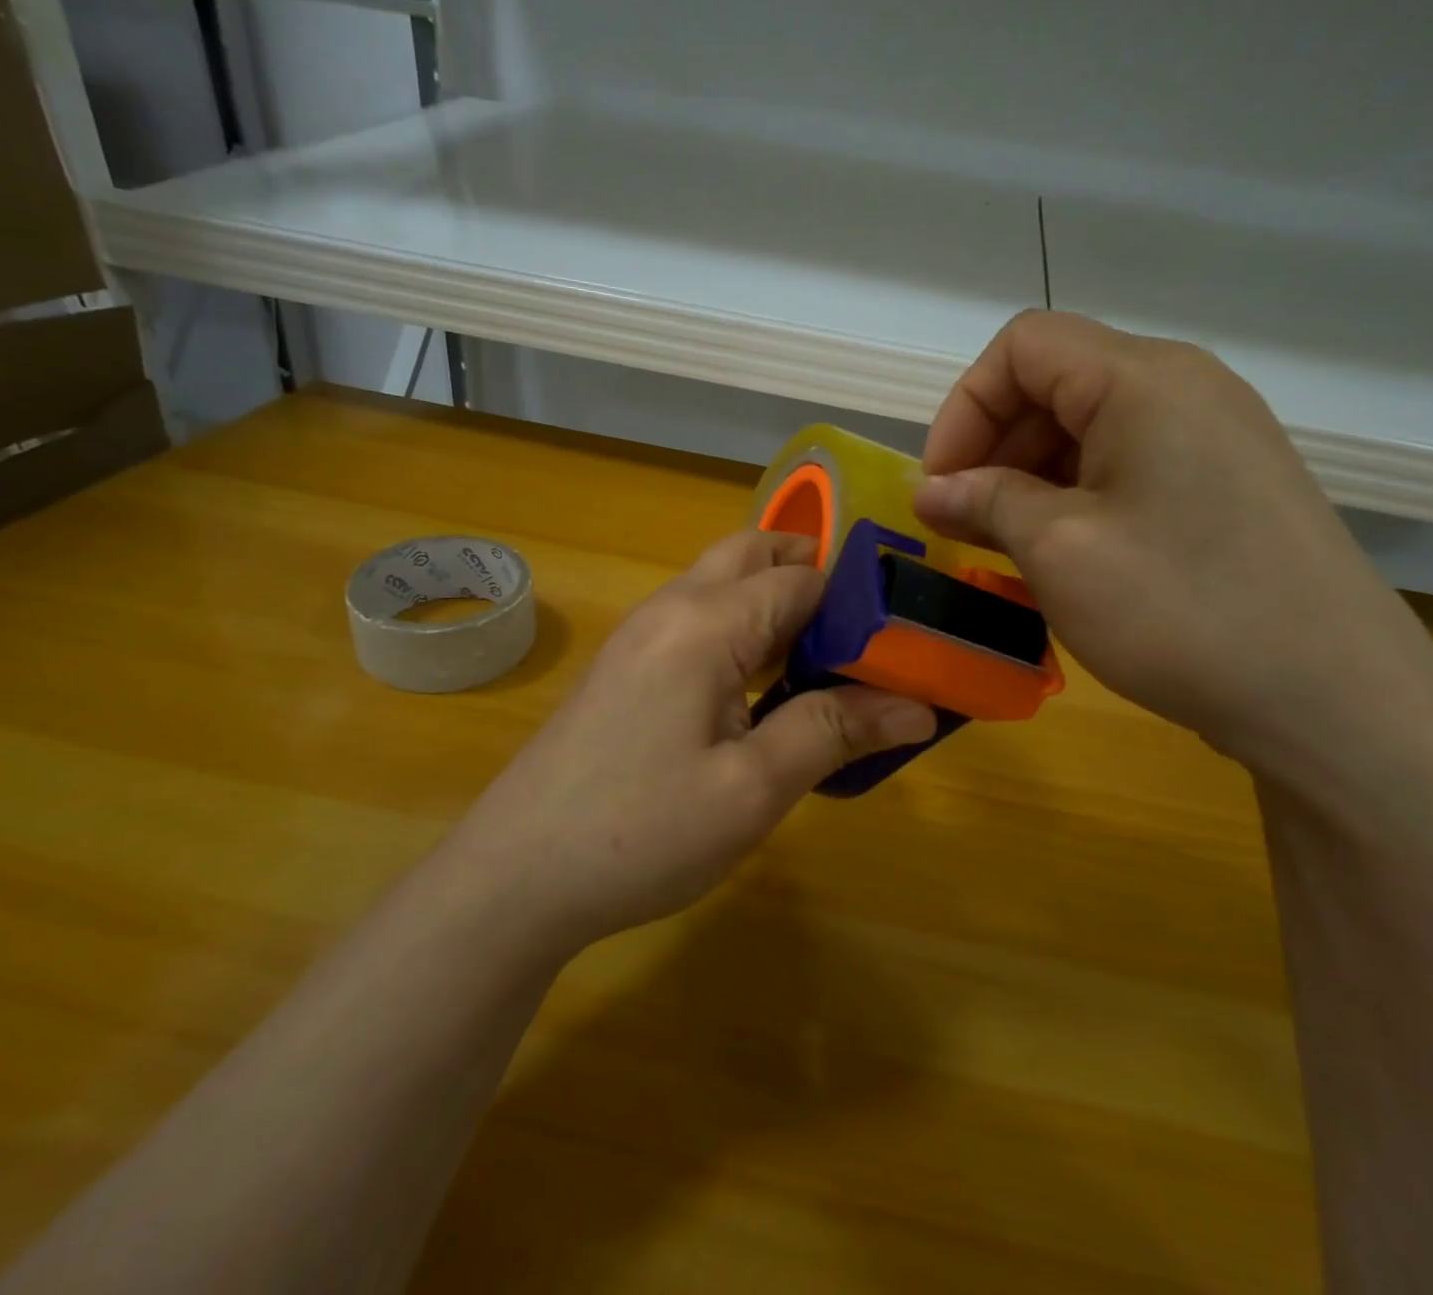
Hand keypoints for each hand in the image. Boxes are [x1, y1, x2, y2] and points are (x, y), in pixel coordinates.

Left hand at [459, 531, 936, 953]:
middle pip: (752, 555)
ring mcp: (641, 635)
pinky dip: (742, 630)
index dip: (857, 604)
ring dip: (776, 604)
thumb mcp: (752, 789)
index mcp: (706, 622)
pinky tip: (762, 690)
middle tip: (863, 636)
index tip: (901, 645)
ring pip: (722, 584)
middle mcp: (671, 608)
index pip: (801, 579)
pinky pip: (698, 620)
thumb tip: (918, 705)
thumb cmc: (640, 832)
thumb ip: (834, 732)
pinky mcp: (626, 666)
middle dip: (812, 577)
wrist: (514, 876)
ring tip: (826, 662)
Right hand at [913, 310, 1432, 781]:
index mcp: (1143, 379)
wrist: (1334, 701)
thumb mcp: (1060, 550)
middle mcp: (1184, 388)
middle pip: (1056, 384)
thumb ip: (986, 502)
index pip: (1022, 347)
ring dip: (1030, 480)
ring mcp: (1215, 438)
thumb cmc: (1181, 610)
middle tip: (961, 524)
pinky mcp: (1228, 487)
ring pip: (1090, 431)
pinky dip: (1076, 501)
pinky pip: (1129, 469)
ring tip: (1004, 548)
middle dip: (993, 448)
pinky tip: (1061, 558)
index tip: (941, 484)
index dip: (965, 408)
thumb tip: (931, 490)